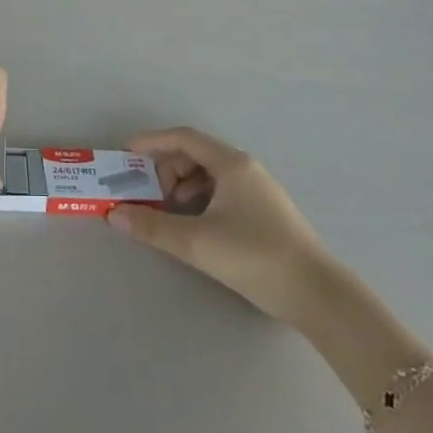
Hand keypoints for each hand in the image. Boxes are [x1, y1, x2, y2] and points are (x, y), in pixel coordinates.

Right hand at [107, 128, 329, 323]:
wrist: (317, 294)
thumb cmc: (254, 256)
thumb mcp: (197, 243)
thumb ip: (152, 227)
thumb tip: (114, 215)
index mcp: (231, 163)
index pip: (183, 137)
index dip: (151, 142)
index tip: (126, 153)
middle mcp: (245, 168)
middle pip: (195, 154)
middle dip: (166, 169)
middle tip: (150, 196)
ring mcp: (258, 189)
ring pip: (209, 173)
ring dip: (183, 186)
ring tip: (172, 214)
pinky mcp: (265, 211)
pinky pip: (222, 190)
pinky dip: (201, 199)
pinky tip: (197, 225)